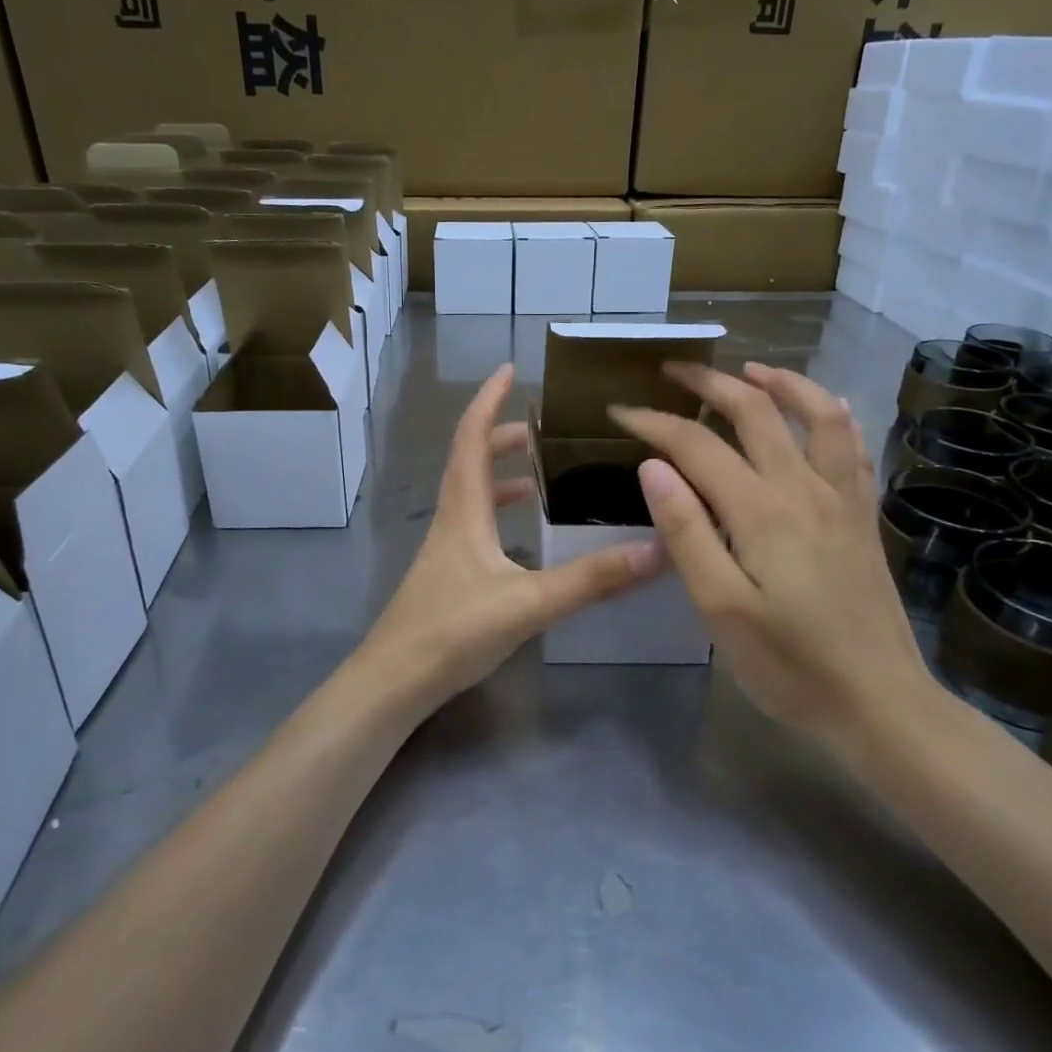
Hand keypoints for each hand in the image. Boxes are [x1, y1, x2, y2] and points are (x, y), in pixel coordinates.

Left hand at [355, 364, 663, 708]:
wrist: (393, 682)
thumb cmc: (453, 630)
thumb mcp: (530, 602)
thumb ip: (593, 579)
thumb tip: (657, 551)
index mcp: (464, 508)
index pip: (471, 437)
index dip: (488, 399)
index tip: (509, 369)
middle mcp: (451, 518)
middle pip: (470, 460)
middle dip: (501, 435)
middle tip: (541, 429)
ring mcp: (445, 548)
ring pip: (472, 494)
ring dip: (500, 475)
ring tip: (540, 474)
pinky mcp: (448, 574)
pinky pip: (475, 525)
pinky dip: (499, 513)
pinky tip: (525, 537)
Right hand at [609, 362, 925, 738]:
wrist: (881, 705)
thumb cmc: (789, 665)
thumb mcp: (720, 608)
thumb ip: (686, 532)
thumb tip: (654, 467)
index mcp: (760, 511)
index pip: (697, 445)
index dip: (655, 423)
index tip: (621, 412)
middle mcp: (804, 489)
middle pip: (756, 412)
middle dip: (709, 384)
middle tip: (673, 371)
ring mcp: (842, 499)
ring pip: (817, 415)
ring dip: (781, 383)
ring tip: (749, 371)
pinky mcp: (863, 518)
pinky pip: (852, 447)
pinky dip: (831, 415)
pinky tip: (822, 410)